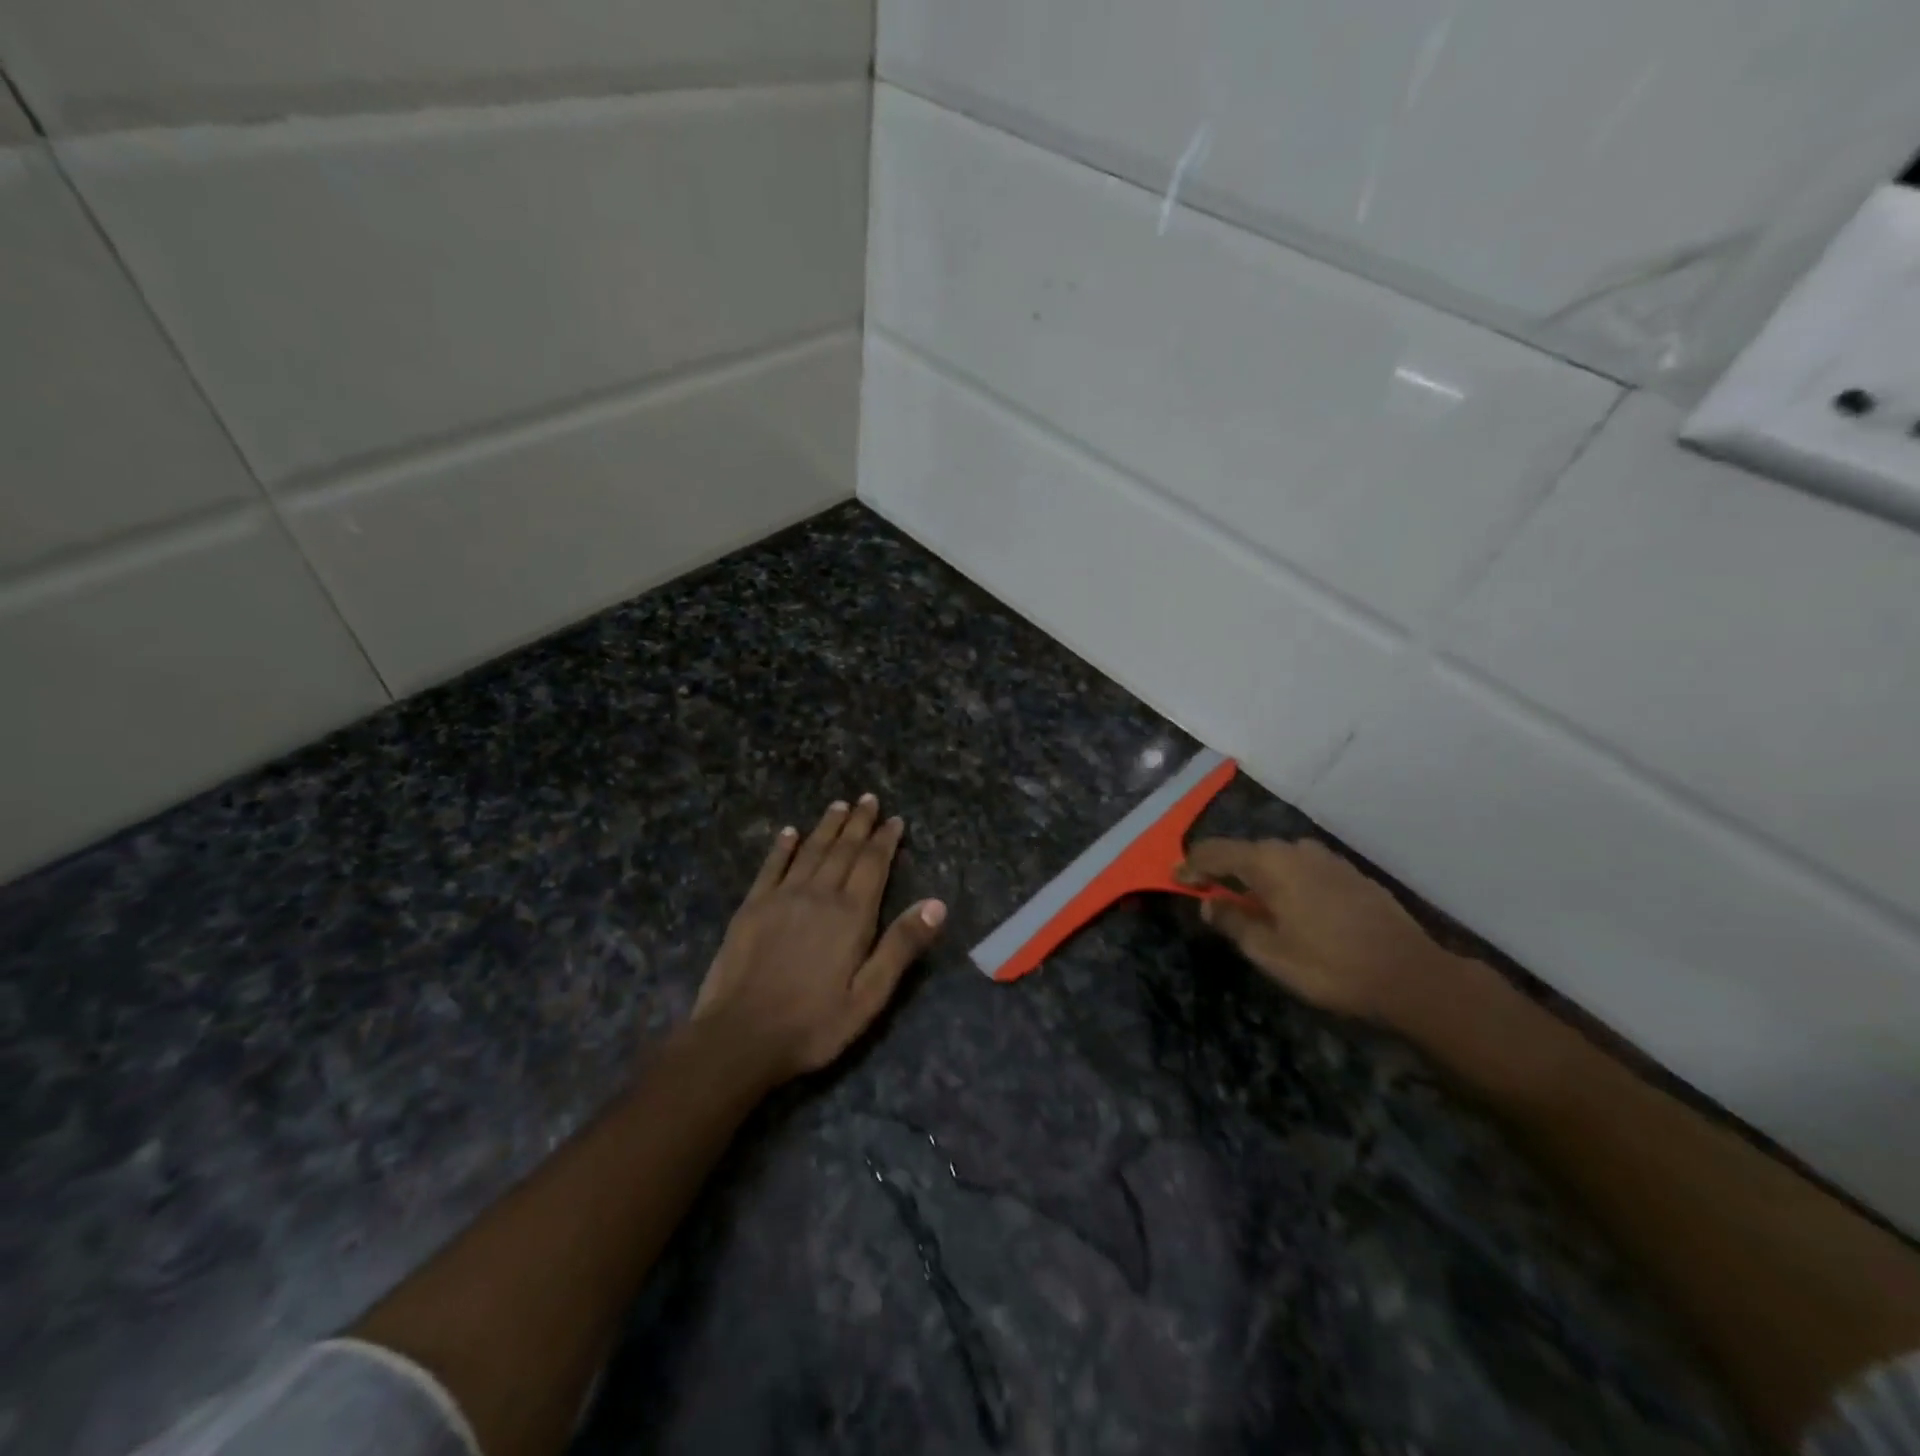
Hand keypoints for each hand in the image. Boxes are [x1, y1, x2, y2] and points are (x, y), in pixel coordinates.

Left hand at [692, 795, 946, 1081]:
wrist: (740, 1037)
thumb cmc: (813, 1023)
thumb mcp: (869, 996)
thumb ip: (901, 946)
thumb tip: (937, 903)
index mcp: (851, 915)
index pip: (873, 865)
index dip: (885, 840)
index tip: (894, 819)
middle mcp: (819, 895)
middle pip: (843, 850)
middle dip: (859, 823)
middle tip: (868, 799)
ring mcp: (782, 897)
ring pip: (810, 850)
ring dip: (827, 826)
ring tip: (839, 805)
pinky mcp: (752, 907)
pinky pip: (771, 866)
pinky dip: (782, 846)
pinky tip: (789, 832)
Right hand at [1180, 838, 1465, 1024]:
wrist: (1411, 975)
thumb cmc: (1329, 966)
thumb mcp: (1269, 952)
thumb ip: (1233, 921)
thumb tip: (1210, 903)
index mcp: (1269, 862)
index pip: (1215, 852)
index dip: (1190, 865)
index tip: (1174, 879)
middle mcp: (1296, 849)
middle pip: (1246, 852)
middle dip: (1223, 870)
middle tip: (1208, 894)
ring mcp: (1327, 858)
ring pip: (1277, 860)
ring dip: (1256, 876)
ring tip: (1249, 903)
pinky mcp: (1350, 873)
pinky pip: (1303, 869)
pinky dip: (1285, 881)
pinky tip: (1290, 907)